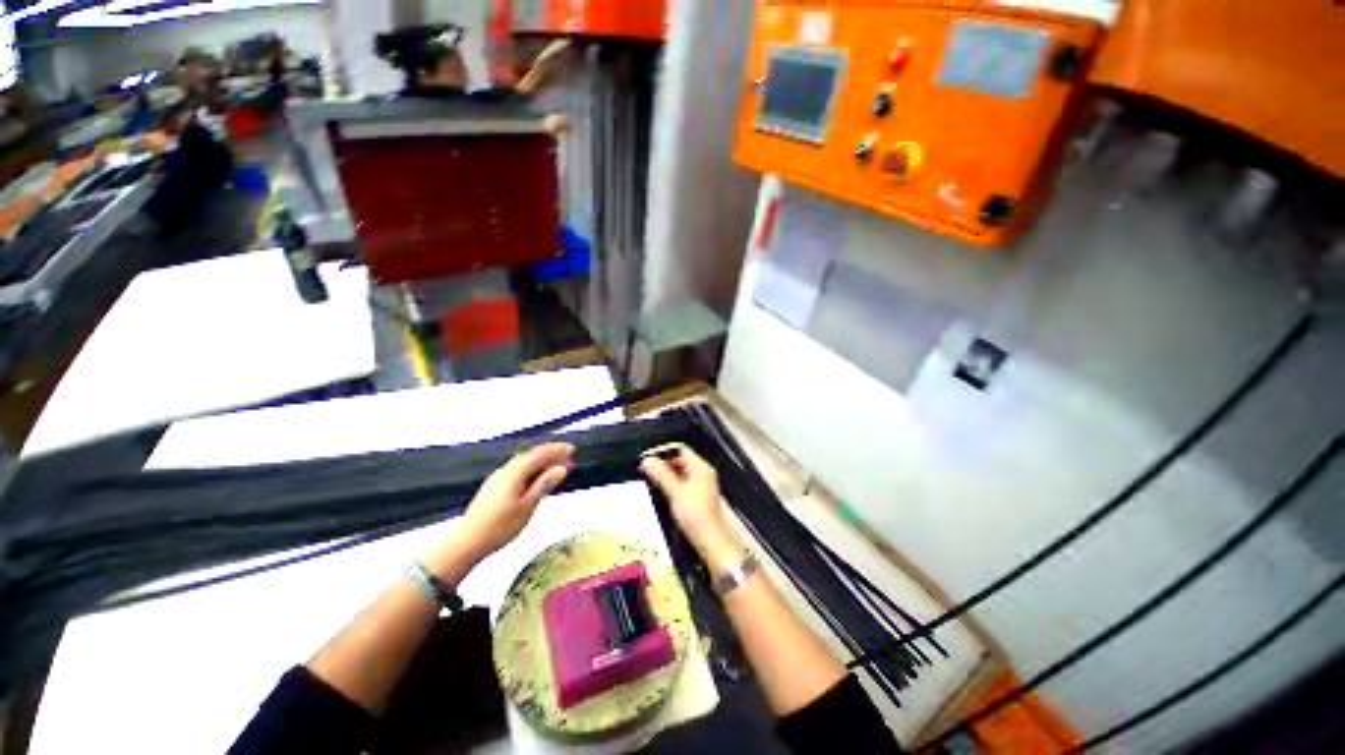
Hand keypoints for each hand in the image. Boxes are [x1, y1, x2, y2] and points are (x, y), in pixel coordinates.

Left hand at [450, 443, 574, 563]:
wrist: (467, 542)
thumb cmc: (499, 527)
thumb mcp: (527, 506)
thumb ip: (544, 484)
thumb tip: (560, 469)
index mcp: (514, 473)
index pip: (539, 454)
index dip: (556, 450)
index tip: (572, 450)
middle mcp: (505, 470)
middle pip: (531, 455)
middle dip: (550, 454)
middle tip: (568, 458)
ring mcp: (497, 477)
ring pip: (523, 462)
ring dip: (541, 461)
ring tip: (556, 467)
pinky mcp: (494, 486)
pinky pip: (517, 469)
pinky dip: (531, 468)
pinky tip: (536, 477)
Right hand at [640, 447, 742, 566]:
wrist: (710, 540)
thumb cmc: (695, 514)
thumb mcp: (675, 492)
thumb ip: (661, 474)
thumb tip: (646, 459)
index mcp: (700, 467)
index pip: (680, 450)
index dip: (664, 452)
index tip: (648, 459)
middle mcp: (703, 472)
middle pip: (681, 460)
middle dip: (663, 464)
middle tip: (646, 470)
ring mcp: (702, 484)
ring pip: (681, 472)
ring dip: (666, 475)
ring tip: (650, 480)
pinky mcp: (699, 496)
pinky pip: (683, 483)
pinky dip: (672, 484)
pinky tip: (662, 491)